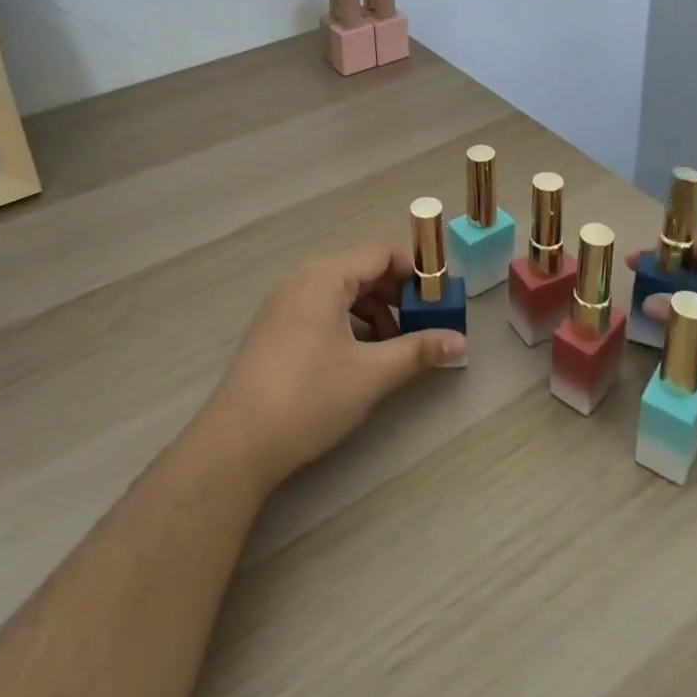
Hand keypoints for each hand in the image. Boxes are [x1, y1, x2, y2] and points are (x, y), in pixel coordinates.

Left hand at [199, 244, 466, 490]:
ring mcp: (283, 305)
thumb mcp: (371, 374)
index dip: (416, 269)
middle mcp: (302, 280)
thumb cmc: (309, 397)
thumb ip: (418, 351)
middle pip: (361, 271)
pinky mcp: (274, 331)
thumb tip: (460, 341)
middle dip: (398, 295)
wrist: (236, 444)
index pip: (381, 252)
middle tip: (427, 323)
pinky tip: (360, 359)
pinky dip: (349, 325)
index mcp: (325, 277)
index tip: (442, 296)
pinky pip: (322, 311)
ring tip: (396, 349)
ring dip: (375, 313)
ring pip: (341, 294)